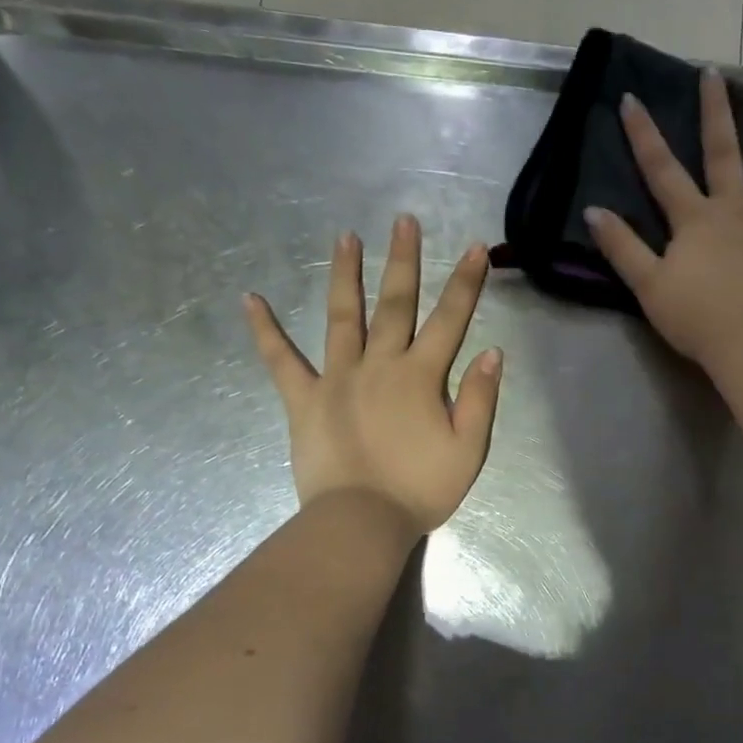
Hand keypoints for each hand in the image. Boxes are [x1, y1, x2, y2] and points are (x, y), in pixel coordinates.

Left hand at [244, 215, 502, 534]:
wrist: (361, 522)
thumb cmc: (420, 489)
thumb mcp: (468, 450)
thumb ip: (479, 399)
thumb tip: (491, 352)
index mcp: (421, 377)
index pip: (450, 320)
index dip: (466, 283)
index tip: (475, 248)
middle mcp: (379, 365)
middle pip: (394, 304)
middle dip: (403, 261)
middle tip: (403, 220)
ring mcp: (337, 378)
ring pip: (342, 317)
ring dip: (344, 275)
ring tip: (345, 237)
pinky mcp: (304, 399)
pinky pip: (281, 361)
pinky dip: (266, 331)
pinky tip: (251, 300)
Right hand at [584, 67, 742, 375]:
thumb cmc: (697, 318)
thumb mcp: (648, 286)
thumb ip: (622, 248)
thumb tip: (594, 211)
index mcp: (694, 221)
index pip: (662, 172)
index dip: (644, 136)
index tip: (633, 99)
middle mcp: (735, 212)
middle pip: (724, 156)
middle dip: (716, 114)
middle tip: (714, 74)